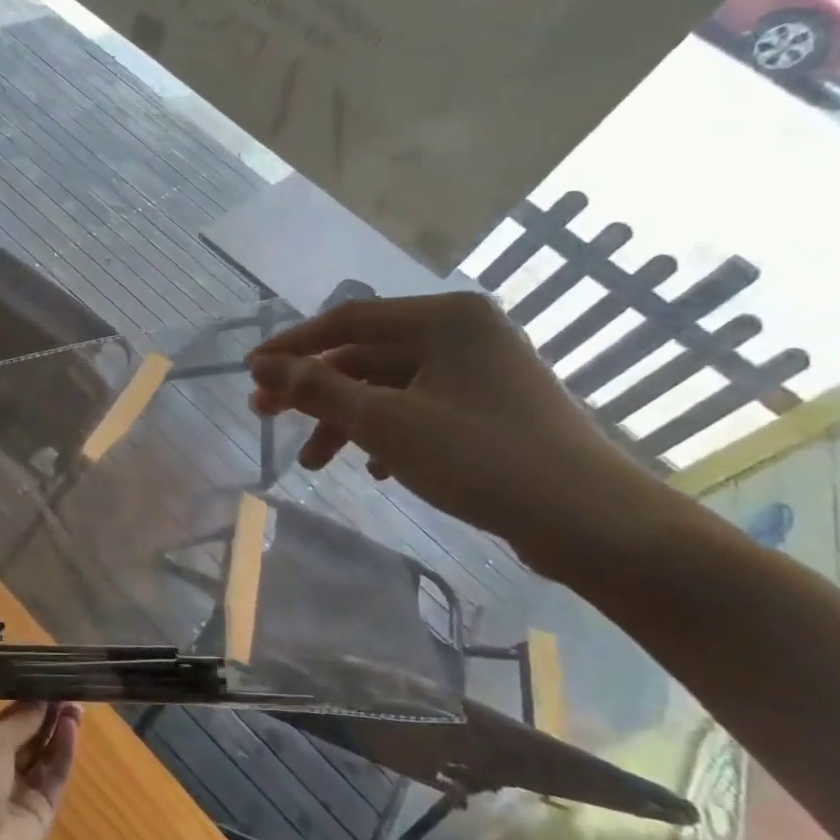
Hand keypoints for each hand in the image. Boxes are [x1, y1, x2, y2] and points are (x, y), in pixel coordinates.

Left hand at [0, 702, 81, 839]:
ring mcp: (24, 790)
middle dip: (50, 716)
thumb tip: (42, 698)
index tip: (51, 683)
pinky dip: (64, 752)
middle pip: (33, 737)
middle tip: (70, 692)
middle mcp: (4, 767)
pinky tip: (72, 729)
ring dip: (60, 731)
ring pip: (47, 756)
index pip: (12, 721)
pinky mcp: (43, 809)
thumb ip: (21, 721)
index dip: (31, 703)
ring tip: (76, 707)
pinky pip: (56, 776)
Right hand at [248, 293, 669, 576]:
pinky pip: (418, 409)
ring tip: (310, 462)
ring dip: (345, 421)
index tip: (250, 371)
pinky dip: (385, 435)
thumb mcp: (384, 422)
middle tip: (265, 415)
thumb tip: (263, 367)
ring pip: (389, 387)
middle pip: (365, 355)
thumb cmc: (480, 457)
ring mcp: (480, 372)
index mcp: (445, 318)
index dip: (292, 346)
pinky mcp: (489, 409)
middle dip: (314, 390)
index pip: (347, 320)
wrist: (589, 521)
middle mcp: (463, 333)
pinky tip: (369, 469)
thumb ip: (318, 390)